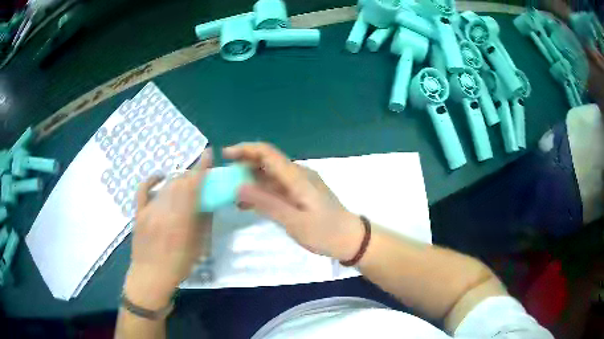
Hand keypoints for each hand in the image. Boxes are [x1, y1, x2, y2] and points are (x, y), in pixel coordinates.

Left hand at [124, 149, 212, 308]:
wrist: (150, 278)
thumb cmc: (178, 266)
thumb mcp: (197, 248)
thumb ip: (202, 223)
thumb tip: (207, 203)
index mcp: (181, 220)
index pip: (193, 187)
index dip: (201, 168)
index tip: (208, 153)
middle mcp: (164, 211)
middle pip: (179, 183)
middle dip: (191, 176)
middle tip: (199, 179)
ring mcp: (149, 210)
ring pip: (165, 186)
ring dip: (177, 181)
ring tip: (184, 186)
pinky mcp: (138, 213)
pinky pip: (143, 190)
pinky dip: (151, 180)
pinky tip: (159, 176)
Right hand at [223, 142, 363, 260]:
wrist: (351, 239)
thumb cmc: (325, 232)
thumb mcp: (294, 222)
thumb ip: (267, 203)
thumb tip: (239, 186)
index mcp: (297, 177)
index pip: (267, 153)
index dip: (245, 149)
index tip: (225, 155)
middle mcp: (298, 175)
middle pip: (267, 161)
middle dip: (244, 165)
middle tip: (224, 177)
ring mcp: (300, 184)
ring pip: (270, 175)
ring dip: (251, 180)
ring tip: (231, 193)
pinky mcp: (301, 194)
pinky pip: (277, 187)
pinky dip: (261, 192)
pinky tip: (248, 204)